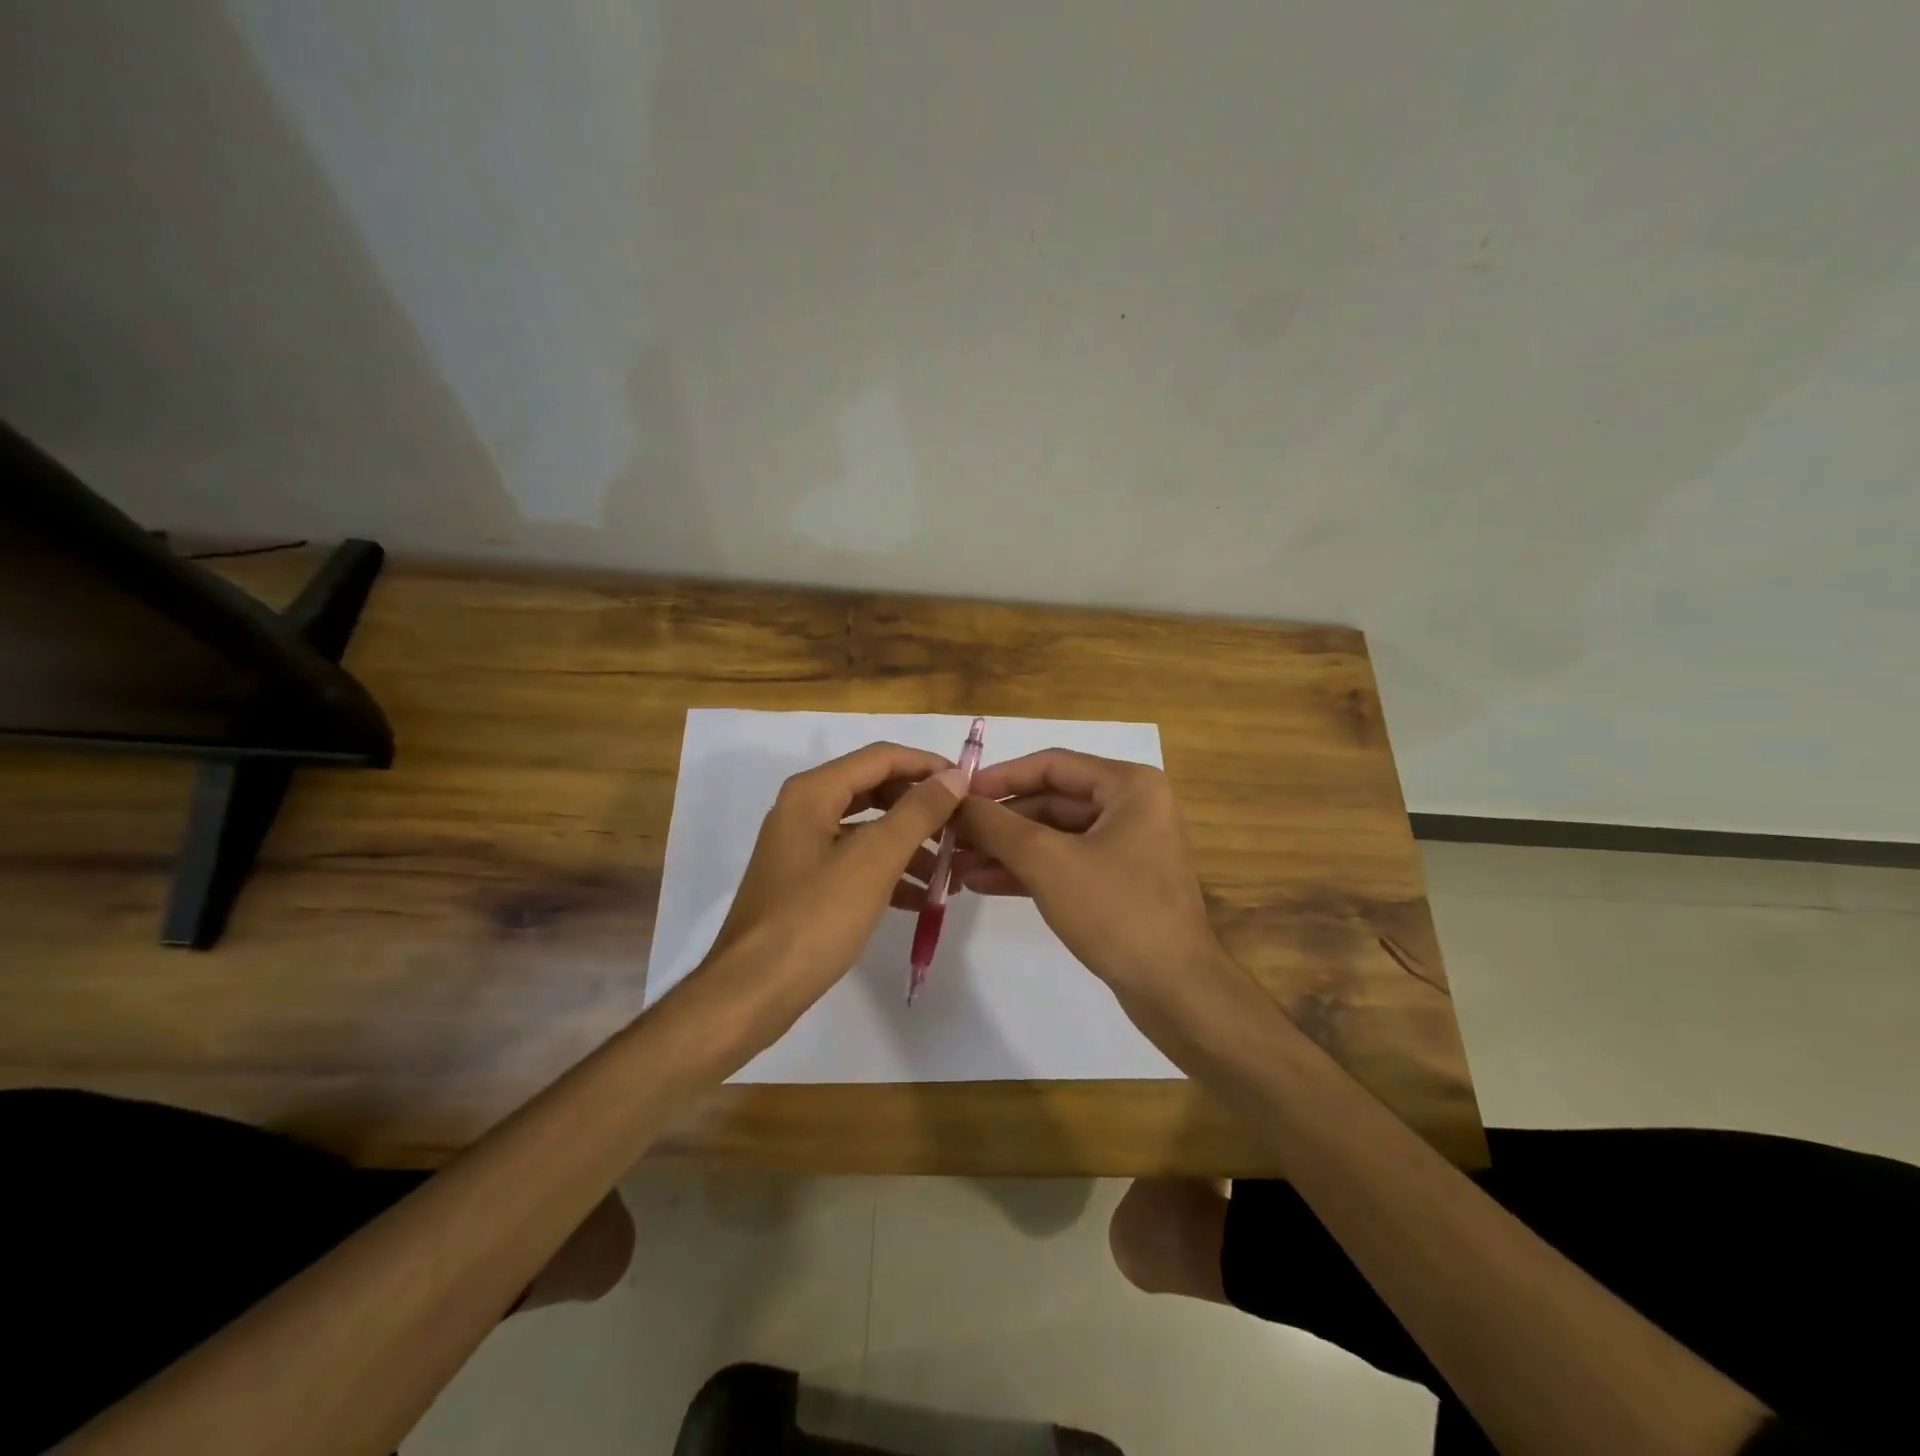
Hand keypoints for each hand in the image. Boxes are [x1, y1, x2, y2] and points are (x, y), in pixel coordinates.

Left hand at [694, 742, 967, 1038]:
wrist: (752, 991)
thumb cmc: (815, 918)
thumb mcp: (874, 860)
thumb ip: (917, 813)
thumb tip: (953, 776)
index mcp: (813, 792)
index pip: (881, 757)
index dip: (927, 765)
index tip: (969, 784)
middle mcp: (804, 809)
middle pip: (875, 790)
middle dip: (921, 807)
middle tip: (962, 827)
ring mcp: (802, 847)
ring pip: (867, 829)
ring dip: (910, 843)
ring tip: (950, 869)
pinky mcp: (805, 882)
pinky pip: (855, 861)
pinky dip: (888, 871)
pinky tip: (920, 897)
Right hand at [953, 749, 1229, 1011]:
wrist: (1175, 990)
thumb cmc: (1116, 911)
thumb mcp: (1047, 861)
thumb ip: (996, 825)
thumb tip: (954, 801)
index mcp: (1129, 786)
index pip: (1051, 765)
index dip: (1000, 777)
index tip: (956, 794)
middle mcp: (1131, 807)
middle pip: (1050, 800)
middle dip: (999, 821)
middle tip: (951, 835)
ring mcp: (1126, 847)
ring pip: (1054, 835)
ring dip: (1006, 848)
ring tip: (955, 864)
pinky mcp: (1117, 883)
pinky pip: (1064, 863)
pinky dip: (1027, 870)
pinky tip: (982, 882)